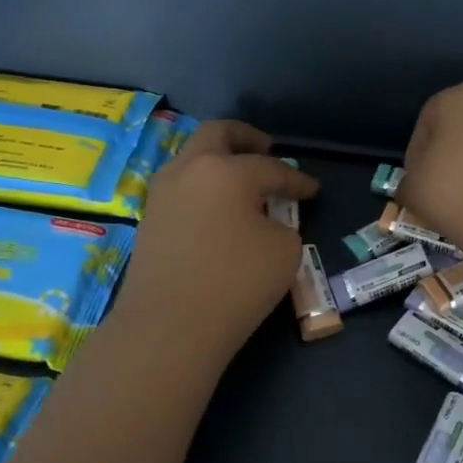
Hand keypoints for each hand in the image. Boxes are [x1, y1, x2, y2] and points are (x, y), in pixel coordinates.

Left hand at [112, 120, 318, 357]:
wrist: (168, 327)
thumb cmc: (237, 282)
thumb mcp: (284, 250)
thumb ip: (281, 223)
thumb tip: (265, 220)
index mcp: (226, 170)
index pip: (271, 167)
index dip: (297, 179)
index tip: (313, 190)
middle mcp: (189, 170)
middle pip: (216, 135)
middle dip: (245, 138)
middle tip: (267, 149)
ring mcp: (162, 194)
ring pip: (192, 159)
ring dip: (219, 162)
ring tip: (243, 182)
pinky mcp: (149, 220)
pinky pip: (182, 188)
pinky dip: (204, 188)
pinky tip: (220, 210)